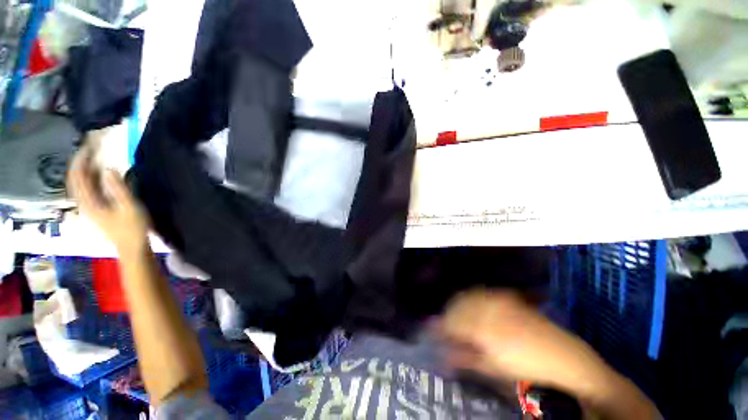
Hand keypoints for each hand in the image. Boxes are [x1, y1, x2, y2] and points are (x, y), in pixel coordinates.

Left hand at [67, 146, 149, 254]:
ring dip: (84, 169)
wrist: (132, 247)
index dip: (81, 159)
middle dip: (80, 162)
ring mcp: (89, 207)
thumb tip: (109, 168)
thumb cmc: (132, 228)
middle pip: (75, 178)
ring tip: (93, 157)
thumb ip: (118, 188)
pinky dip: (89, 177)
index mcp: (89, 202)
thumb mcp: (129, 207)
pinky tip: (98, 174)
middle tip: (91, 148)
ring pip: (79, 183)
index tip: (90, 146)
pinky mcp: (95, 209)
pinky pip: (86, 188)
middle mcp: (84, 203)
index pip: (78, 176)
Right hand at [440, 289, 606, 392]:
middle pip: (457, 305)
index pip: (452, 321)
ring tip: (457, 317)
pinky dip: (471, 298)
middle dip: (448, 314)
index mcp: (484, 327)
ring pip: (467, 296)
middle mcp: (488, 307)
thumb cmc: (528, 368)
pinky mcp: (506, 296)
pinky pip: (480, 292)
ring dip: (459, 305)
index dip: (440, 327)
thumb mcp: (494, 368)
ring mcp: (498, 299)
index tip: (434, 332)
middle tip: (445, 327)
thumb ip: (466, 358)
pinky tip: (472, 307)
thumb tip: (443, 355)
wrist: (564, 357)